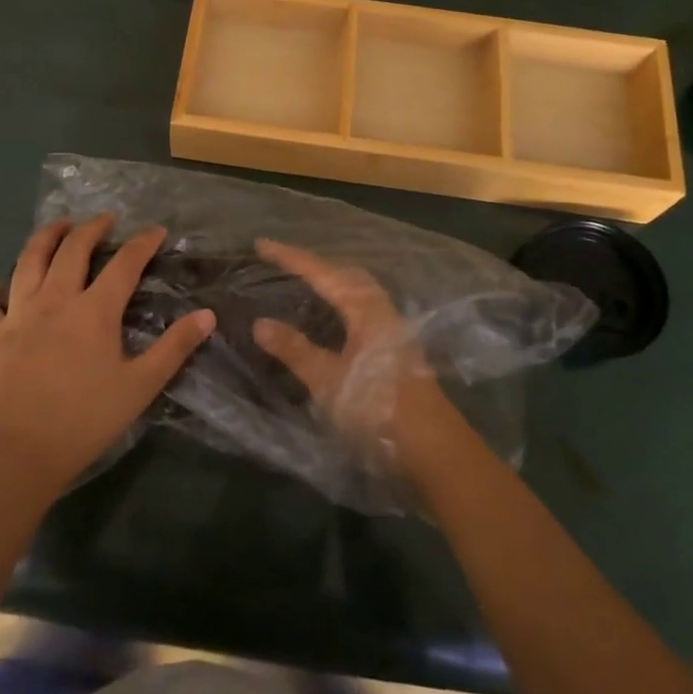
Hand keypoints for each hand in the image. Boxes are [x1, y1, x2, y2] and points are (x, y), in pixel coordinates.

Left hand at [0, 215, 214, 491]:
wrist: (23, 452)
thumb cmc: (87, 419)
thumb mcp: (141, 385)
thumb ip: (175, 347)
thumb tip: (206, 315)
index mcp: (94, 311)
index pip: (124, 264)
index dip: (142, 243)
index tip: (156, 230)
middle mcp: (55, 301)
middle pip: (72, 250)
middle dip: (91, 228)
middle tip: (104, 219)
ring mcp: (18, 315)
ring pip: (28, 262)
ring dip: (44, 238)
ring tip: (57, 227)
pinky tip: (4, 286)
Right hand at [251, 239, 468, 478]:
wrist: (433, 449)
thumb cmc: (377, 409)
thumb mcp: (328, 381)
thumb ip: (295, 349)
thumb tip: (259, 322)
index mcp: (365, 309)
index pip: (322, 273)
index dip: (291, 257)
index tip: (262, 244)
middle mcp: (382, 311)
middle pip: (345, 274)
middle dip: (314, 263)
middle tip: (284, 259)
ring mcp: (393, 330)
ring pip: (357, 291)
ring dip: (331, 280)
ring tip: (305, 279)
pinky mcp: (396, 349)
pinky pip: (362, 308)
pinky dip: (341, 301)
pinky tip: (334, 316)